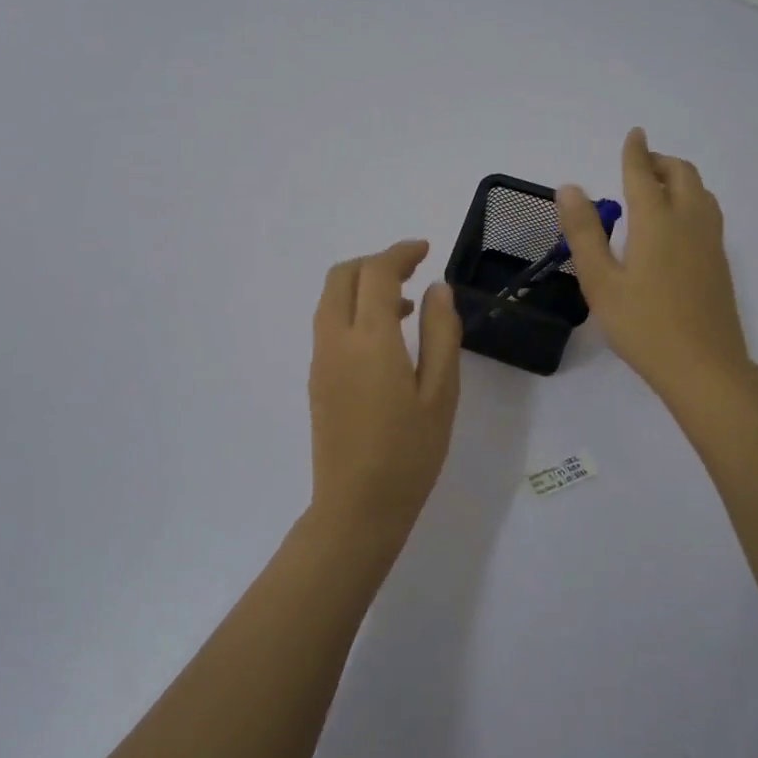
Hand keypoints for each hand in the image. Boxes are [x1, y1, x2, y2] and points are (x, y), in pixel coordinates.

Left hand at [308, 240, 461, 549]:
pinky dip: (353, 309)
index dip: (400, 252)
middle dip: (374, 262)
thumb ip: (441, 333)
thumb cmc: (409, 453)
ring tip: (405, 304)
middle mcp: (335, 340)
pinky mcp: (316, 379)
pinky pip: (329, 324)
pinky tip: (385, 337)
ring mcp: (320, 360)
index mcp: (369, 339)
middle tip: (411, 268)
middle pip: (342, 276)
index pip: (376, 272)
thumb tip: (437, 289)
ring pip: (331, 299)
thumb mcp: (441, 393)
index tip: (424, 249)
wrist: (357, 508)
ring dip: (362, 285)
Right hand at [556, 129, 751, 399]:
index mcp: (656, 221)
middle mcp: (689, 222)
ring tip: (657, 189)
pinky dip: (691, 199)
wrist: (703, 366)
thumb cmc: (643, 325)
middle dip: (660, 161)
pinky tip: (676, 224)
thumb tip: (569, 188)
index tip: (633, 133)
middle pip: (682, 174)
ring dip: (680, 178)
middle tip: (639, 165)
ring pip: (701, 192)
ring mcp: (710, 242)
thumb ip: (584, 232)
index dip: (635, 152)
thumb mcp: (600, 281)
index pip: (643, 173)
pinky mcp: (720, 262)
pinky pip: (708, 212)